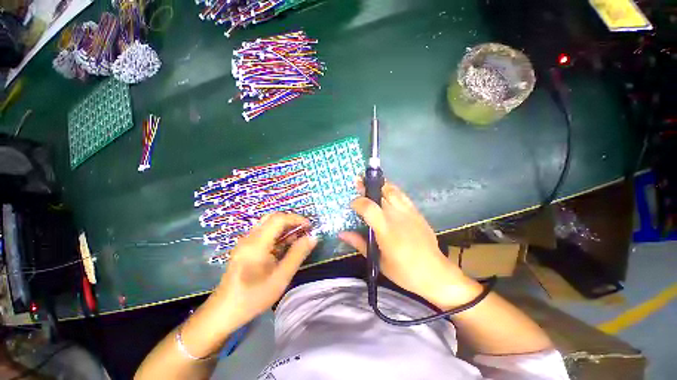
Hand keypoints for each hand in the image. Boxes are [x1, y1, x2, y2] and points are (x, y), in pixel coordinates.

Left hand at [212, 213, 316, 328]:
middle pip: (272, 218)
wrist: (224, 311)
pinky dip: (277, 234)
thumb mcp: (281, 277)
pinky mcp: (245, 247)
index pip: (279, 219)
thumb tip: (312, 237)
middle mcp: (250, 237)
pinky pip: (264, 233)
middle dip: (291, 221)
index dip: (296, 219)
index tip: (310, 227)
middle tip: (304, 231)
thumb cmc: (253, 297)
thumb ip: (298, 254)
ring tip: (298, 238)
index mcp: (257, 243)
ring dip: (284, 227)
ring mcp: (246, 242)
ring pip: (268, 224)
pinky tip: (284, 246)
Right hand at [339, 181, 480, 307]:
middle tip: (358, 183)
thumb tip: (341, 233)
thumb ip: (359, 243)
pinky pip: (403, 196)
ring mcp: (409, 212)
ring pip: (393, 190)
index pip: (369, 207)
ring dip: (380, 185)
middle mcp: (398, 216)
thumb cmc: (403, 271)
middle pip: (381, 193)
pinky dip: (392, 190)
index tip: (351, 204)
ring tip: (371, 183)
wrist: (434, 273)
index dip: (358, 202)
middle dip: (367, 187)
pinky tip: (387, 192)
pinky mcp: (417, 212)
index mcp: (386, 230)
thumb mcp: (377, 260)